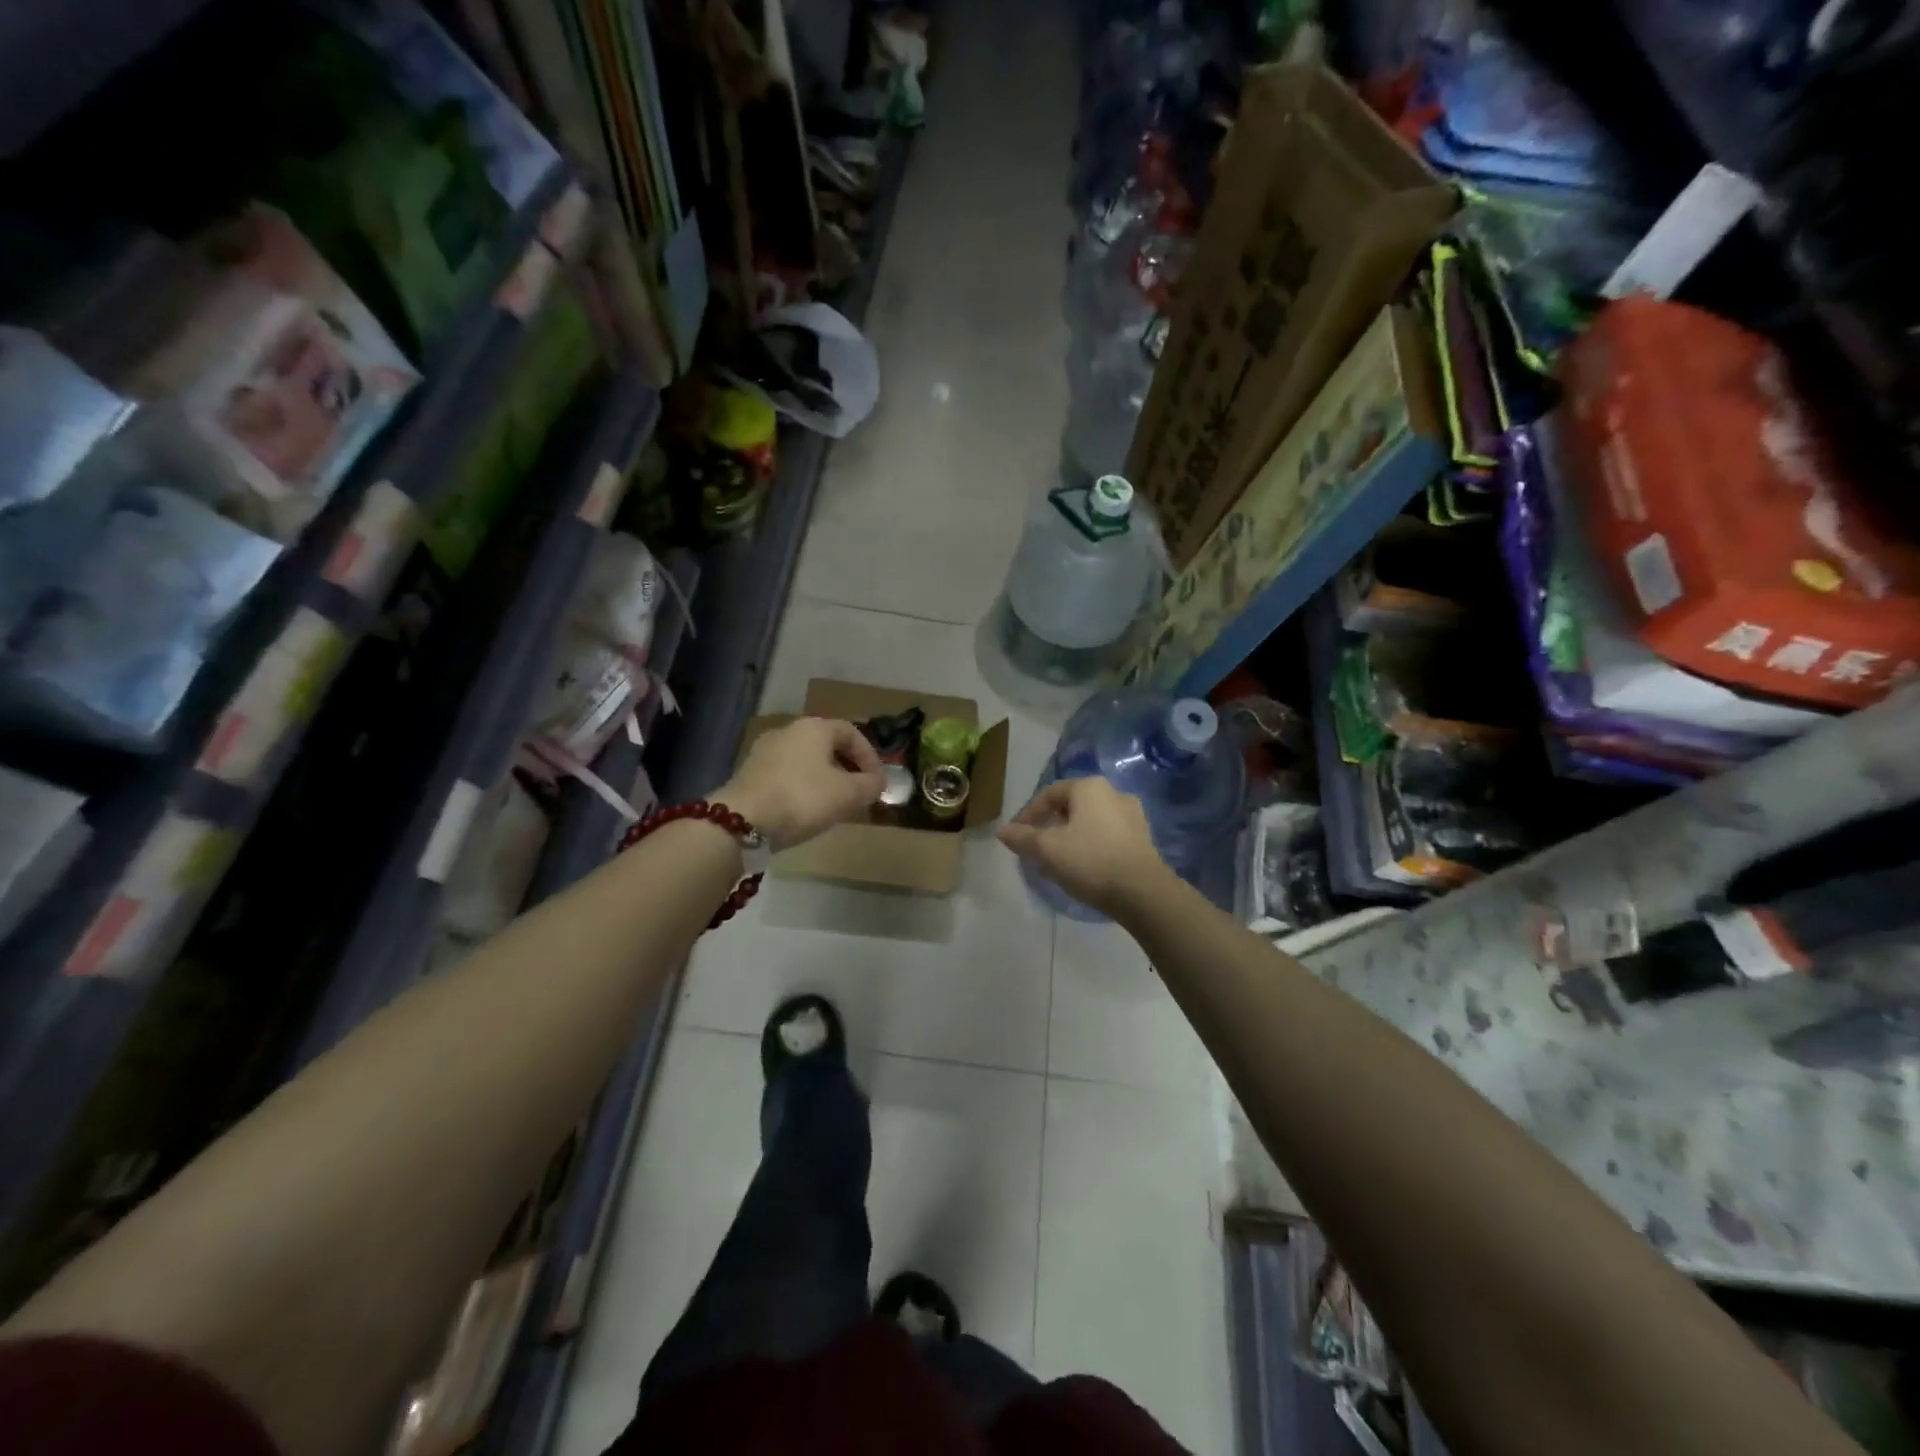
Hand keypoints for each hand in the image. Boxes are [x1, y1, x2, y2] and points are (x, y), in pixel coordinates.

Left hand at [718, 717, 884, 846]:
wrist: (742, 819)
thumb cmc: (803, 798)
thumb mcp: (848, 794)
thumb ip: (870, 786)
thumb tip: (878, 783)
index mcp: (814, 727)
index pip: (852, 733)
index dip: (870, 757)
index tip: (878, 782)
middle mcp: (788, 731)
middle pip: (828, 746)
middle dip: (848, 769)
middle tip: (860, 793)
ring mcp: (765, 751)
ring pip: (807, 761)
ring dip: (826, 780)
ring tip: (836, 805)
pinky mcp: (750, 773)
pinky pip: (787, 775)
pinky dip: (803, 788)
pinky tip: (807, 810)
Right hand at [998, 777, 1169, 916]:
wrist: (1143, 892)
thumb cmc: (1091, 861)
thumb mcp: (1047, 850)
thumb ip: (1022, 838)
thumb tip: (1002, 830)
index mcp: (1089, 787)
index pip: (1049, 794)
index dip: (1028, 814)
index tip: (1017, 837)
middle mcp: (1113, 793)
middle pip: (1070, 807)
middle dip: (1050, 826)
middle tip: (1035, 849)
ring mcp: (1132, 815)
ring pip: (1089, 822)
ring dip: (1070, 837)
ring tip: (1057, 861)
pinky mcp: (1143, 838)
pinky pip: (1107, 836)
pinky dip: (1090, 846)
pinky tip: (1083, 868)